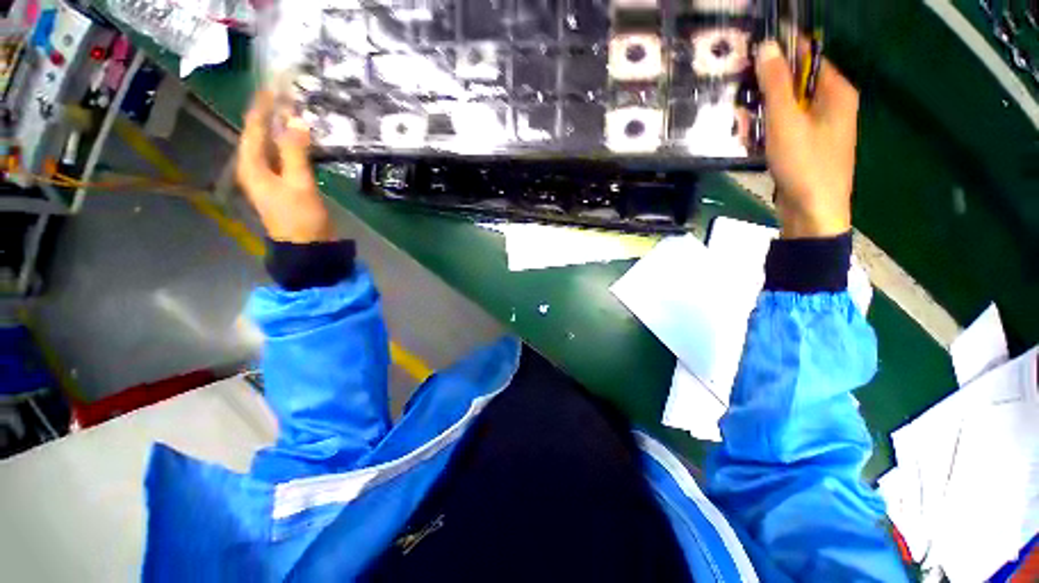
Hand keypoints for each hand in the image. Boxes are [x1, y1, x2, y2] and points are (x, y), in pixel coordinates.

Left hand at [236, 91, 333, 243]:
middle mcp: (255, 168)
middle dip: (273, 115)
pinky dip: (293, 146)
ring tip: (297, 113)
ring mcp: (270, 178)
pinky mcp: (284, 185)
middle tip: (289, 97)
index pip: (253, 128)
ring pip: (273, 146)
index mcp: (252, 166)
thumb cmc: (301, 218)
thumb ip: (296, 152)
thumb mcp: (299, 184)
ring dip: (283, 130)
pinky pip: (284, 158)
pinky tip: (304, 140)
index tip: (274, 87)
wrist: (309, 248)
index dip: (263, 107)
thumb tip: (297, 120)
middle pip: (260, 135)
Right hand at [755, 40, 859, 238]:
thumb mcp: (786, 121)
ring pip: (788, 106)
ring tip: (743, 124)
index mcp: (836, 91)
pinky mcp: (808, 145)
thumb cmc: (804, 164)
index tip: (750, 60)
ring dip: (764, 112)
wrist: (812, 211)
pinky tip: (753, 140)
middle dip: (766, 90)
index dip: (780, 55)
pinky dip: (769, 129)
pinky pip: (787, 126)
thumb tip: (767, 45)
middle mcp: (833, 104)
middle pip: (796, 83)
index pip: (808, 57)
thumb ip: (776, 84)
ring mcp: (821, 127)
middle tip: (741, 100)